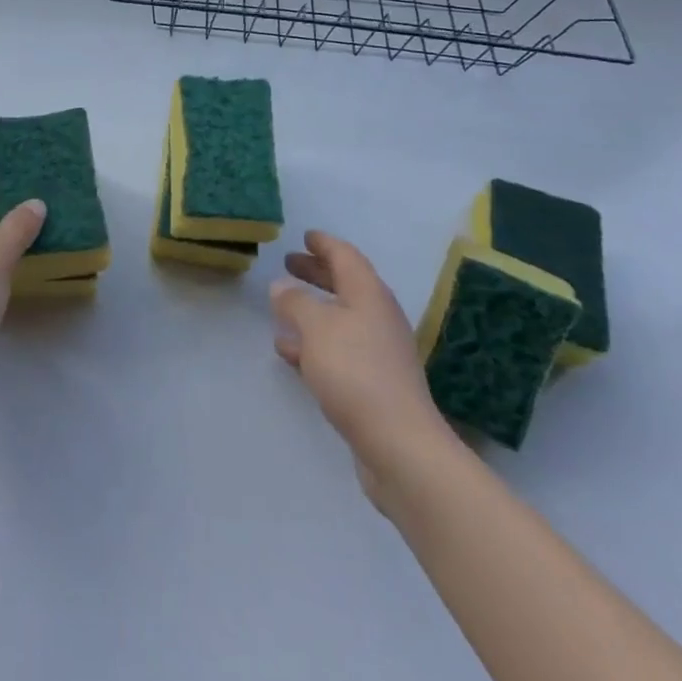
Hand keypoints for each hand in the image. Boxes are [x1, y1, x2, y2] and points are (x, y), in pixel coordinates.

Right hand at [270, 230, 454, 508]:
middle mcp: (377, 316)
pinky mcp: (373, 382)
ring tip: (282, 308)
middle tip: (289, 263)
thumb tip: (282, 285)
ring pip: (340, 318)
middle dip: (317, 273)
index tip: (305, 236)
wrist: (399, 445)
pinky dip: (315, 342)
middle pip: (345, 284)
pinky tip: (290, 352)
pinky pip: (339, 349)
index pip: (345, 256)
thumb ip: (295, 301)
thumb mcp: (315, 327)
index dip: (324, 244)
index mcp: (368, 293)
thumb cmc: (355, 371)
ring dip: (312, 310)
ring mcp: (378, 351)